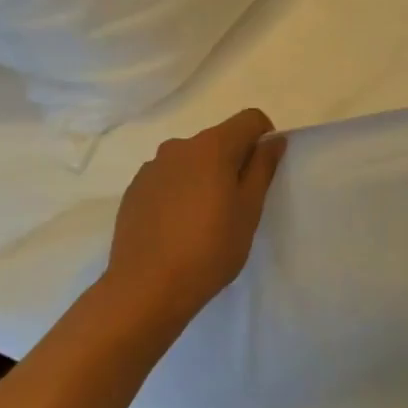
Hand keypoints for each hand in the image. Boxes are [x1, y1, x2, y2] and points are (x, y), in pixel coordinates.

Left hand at [105, 108, 285, 329]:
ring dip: (205, 176)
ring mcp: (152, 167)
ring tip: (204, 219)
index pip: (249, 119)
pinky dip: (180, 191)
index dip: (264, 137)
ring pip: (191, 160)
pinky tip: (177, 227)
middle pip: (219, 140)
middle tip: (237, 204)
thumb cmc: (209, 249)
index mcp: (212, 146)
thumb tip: (273, 139)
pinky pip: (168, 178)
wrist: (145, 289)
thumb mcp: (249, 211)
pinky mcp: (134, 189)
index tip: (264, 171)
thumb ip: (263, 168)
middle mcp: (179, 146)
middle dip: (233, 161)